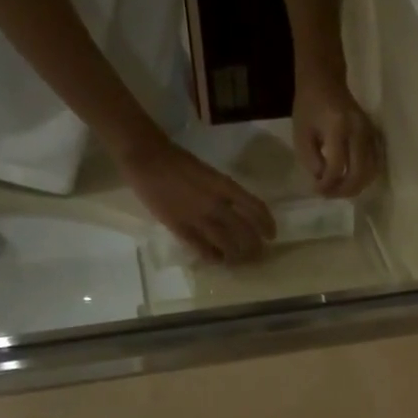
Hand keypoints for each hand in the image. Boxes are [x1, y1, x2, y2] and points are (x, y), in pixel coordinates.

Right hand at [119, 135, 274, 262]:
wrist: (146, 158)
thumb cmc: (178, 161)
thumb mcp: (209, 173)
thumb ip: (224, 192)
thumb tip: (238, 211)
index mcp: (224, 186)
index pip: (255, 208)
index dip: (267, 224)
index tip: (271, 236)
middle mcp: (216, 203)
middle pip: (245, 232)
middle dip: (254, 246)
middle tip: (257, 254)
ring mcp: (198, 217)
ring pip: (227, 244)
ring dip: (236, 255)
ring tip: (238, 260)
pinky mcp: (180, 228)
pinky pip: (202, 249)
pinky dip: (213, 257)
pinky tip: (218, 260)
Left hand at [292, 75, 382, 196]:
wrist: (325, 79)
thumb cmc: (308, 106)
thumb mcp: (301, 134)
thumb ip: (311, 160)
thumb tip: (324, 182)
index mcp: (337, 127)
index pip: (337, 167)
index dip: (327, 184)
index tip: (318, 189)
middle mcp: (358, 130)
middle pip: (358, 173)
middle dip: (344, 190)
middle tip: (330, 194)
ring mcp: (370, 132)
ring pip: (371, 171)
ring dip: (356, 187)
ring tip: (340, 189)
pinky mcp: (375, 135)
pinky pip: (376, 164)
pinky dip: (365, 177)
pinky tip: (352, 180)